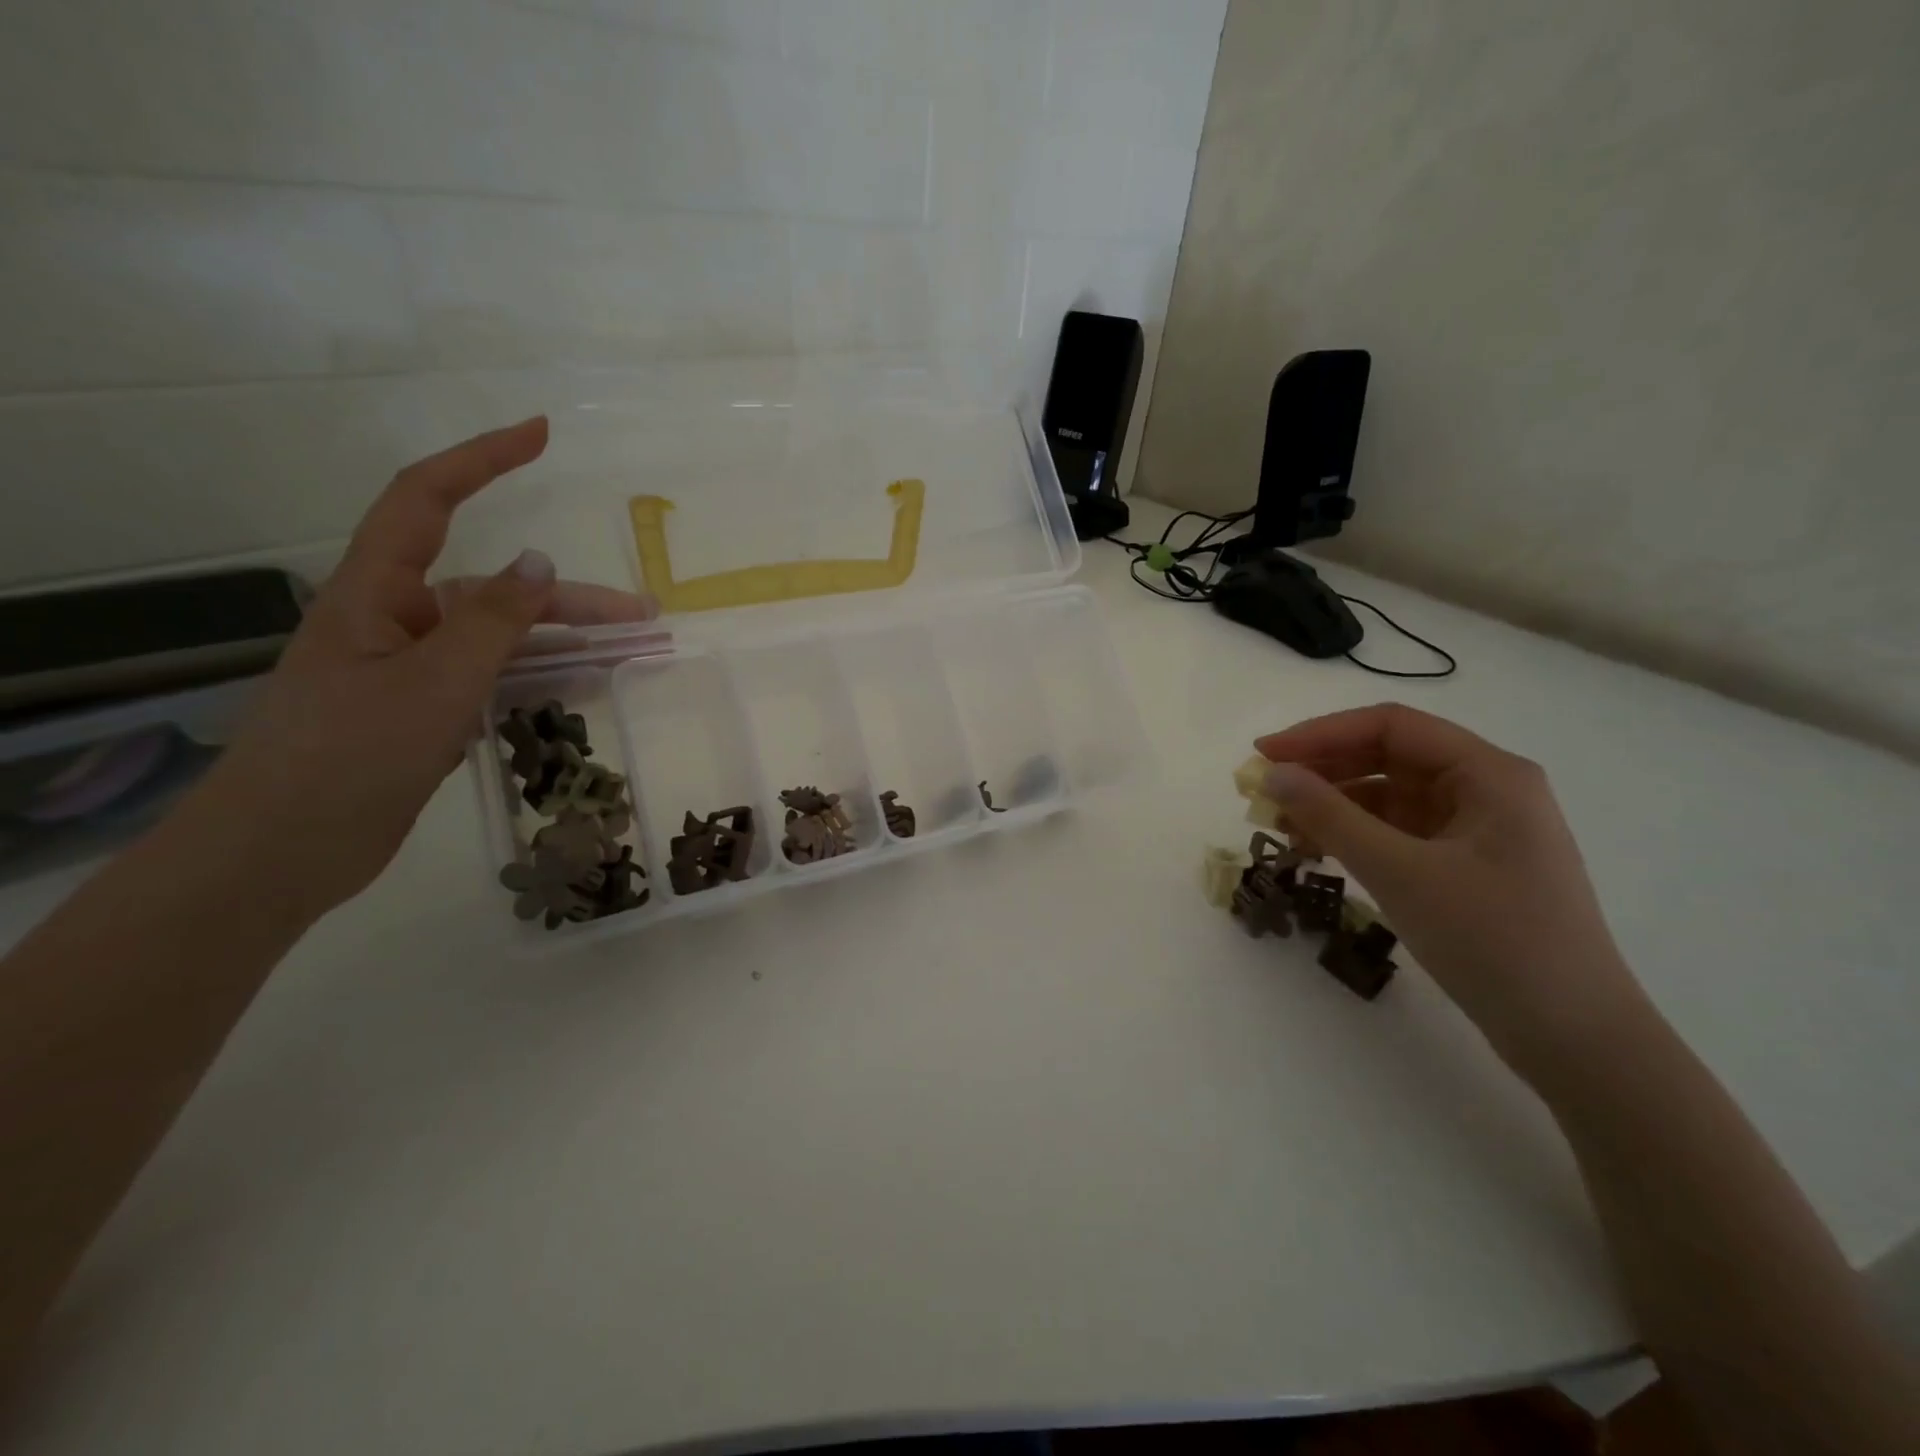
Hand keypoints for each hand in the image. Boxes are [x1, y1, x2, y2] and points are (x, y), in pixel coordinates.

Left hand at [181, 416, 654, 923]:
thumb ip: (493, 621)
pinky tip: (584, 687)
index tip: (540, 435)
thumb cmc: (351, 753)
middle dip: (570, 597)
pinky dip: (540, 677)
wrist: (286, 850)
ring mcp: (413, 668)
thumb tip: (540, 562)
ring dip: (566, 642)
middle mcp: (396, 619)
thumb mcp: (435, 681)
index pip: (427, 500)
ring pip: (502, 639)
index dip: (482, 460)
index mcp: (376, 593)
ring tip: (632, 653)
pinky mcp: (426, 711)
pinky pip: (495, 678)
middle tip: (643, 613)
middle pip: (494, 589)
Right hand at [1255, 704, 1650, 1082]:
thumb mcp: (1401, 872)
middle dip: (1323, 770)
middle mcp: (1486, 789)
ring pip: (1390, 796)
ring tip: (1281, 827)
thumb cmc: (1493, 941)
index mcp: (1488, 773)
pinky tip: (1319, 851)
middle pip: (1388, 757)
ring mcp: (1478, 829)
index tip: (1264, 755)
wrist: (1574, 1038)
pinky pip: (1398, 832)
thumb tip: (1272, 774)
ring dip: (1334, 805)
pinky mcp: (1467, 866)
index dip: (1320, 734)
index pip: (1391, 726)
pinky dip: (1355, 835)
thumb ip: (1331, 817)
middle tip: (1264, 793)